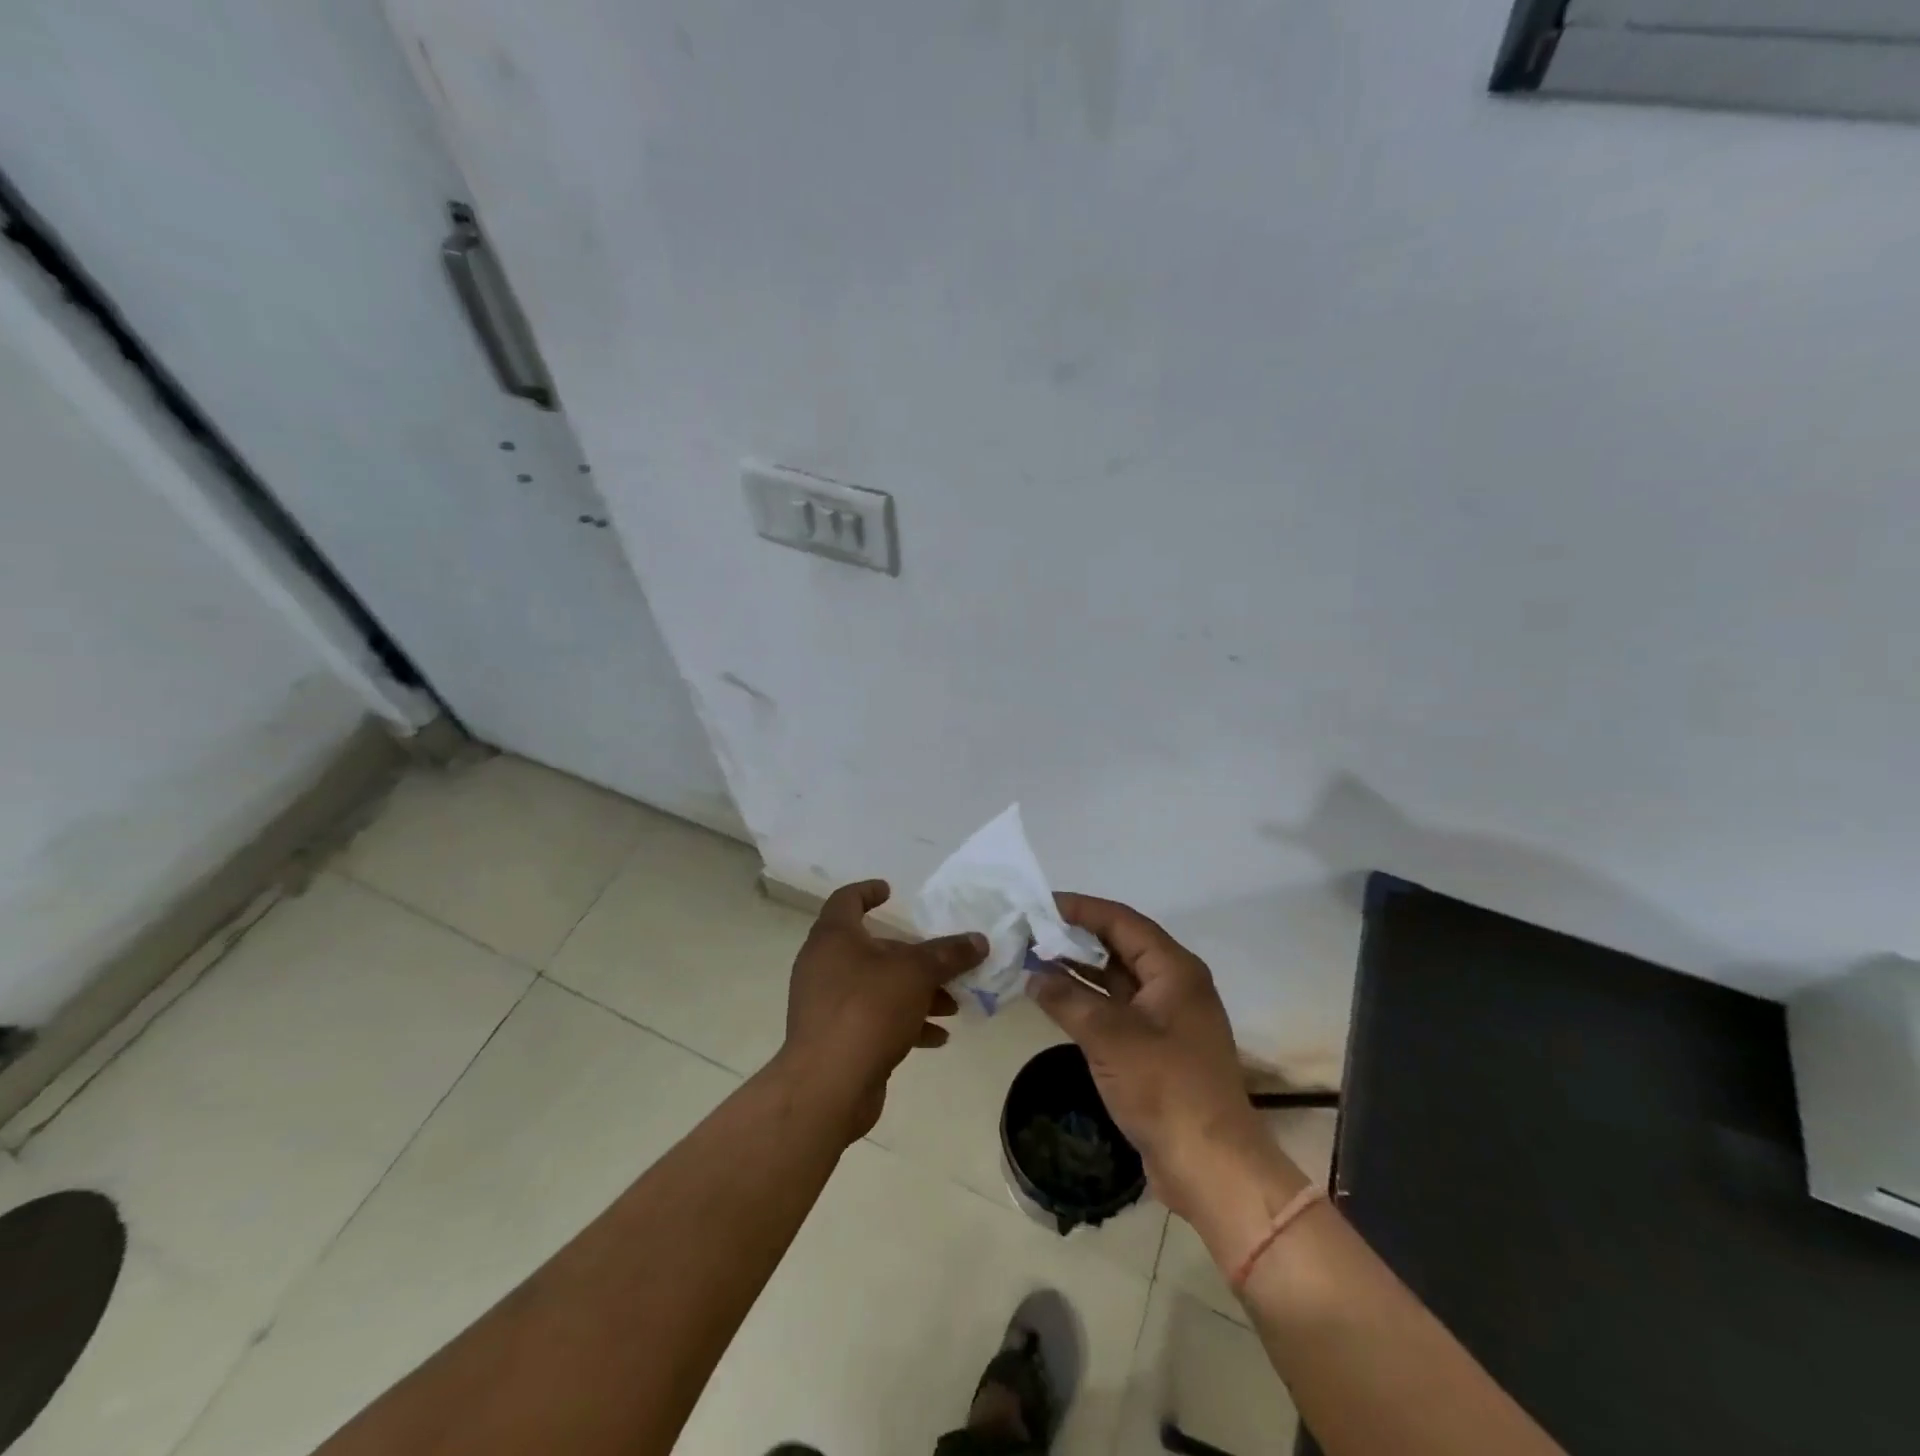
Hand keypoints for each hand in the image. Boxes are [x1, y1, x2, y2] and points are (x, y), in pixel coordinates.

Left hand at [776, 879, 985, 1141]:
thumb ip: (948, 954)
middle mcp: (825, 965)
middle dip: (914, 957)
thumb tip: (978, 940)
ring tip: (952, 1006)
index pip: (847, 900)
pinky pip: (874, 1019)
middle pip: (873, 949)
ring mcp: (827, 1004)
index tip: (891, 891)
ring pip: (878, 987)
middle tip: (946, 964)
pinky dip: (904, 1023)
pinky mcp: (836, 1038)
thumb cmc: (868, 1009)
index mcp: (834, 937)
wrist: (828, 1085)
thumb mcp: (916, 973)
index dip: (868, 891)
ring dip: (916, 993)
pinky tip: (938, 1037)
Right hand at [1033, 894, 1274, 1219]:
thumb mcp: (1109, 1037)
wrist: (1211, 1165)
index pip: (1122, 921)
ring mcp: (1166, 1017)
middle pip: (1120, 945)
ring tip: (1034, 958)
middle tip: (1031, 931)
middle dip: (1076, 937)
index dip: (1080, 908)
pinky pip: (1117, 1008)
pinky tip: (1055, 999)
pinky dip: (1087, 1000)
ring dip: (1079, 968)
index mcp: (1174, 969)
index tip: (1040, 904)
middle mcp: (1174, 984)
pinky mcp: (1156, 1047)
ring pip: (1116, 978)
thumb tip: (1033, 975)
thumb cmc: (1165, 1087)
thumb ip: (1067, 999)